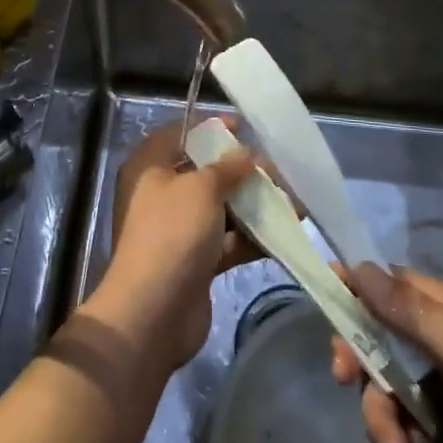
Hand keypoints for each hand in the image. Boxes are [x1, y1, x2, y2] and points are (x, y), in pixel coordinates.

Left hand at [92, 121, 260, 372]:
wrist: (153, 314)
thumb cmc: (172, 234)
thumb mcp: (201, 189)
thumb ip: (228, 168)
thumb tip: (247, 154)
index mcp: (149, 167)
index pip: (180, 135)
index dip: (211, 129)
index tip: (244, 128)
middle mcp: (161, 195)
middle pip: (205, 173)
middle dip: (241, 172)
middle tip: (277, 171)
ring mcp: (178, 230)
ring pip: (221, 209)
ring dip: (253, 206)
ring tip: (292, 204)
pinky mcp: (196, 261)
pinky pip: (227, 241)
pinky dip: (252, 237)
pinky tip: (283, 234)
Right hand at [332, 265, 442, 442]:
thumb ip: (416, 315)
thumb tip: (361, 268)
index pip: (391, 285)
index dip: (357, 289)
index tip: (324, 298)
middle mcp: (438, 350)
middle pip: (374, 339)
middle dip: (360, 365)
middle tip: (346, 381)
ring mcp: (435, 396)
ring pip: (379, 391)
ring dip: (383, 427)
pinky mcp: (433, 440)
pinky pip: (393, 434)